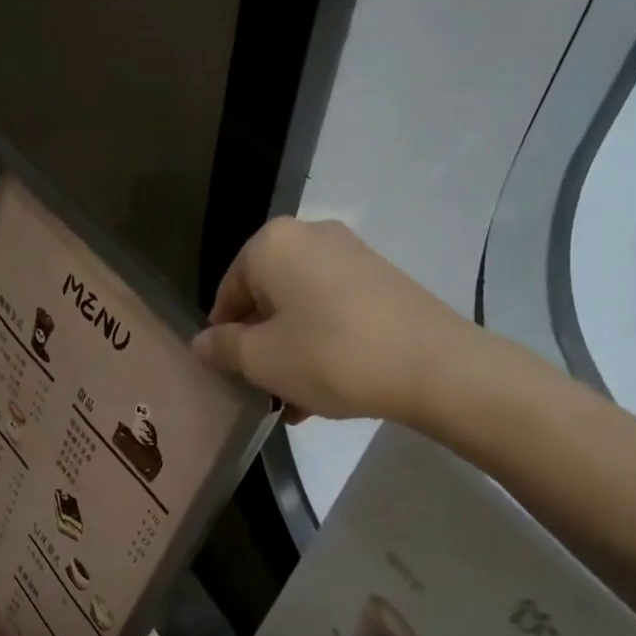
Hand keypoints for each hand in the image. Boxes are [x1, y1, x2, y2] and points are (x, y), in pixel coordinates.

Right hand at [192, 218, 484, 425]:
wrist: (434, 366)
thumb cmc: (330, 355)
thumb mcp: (262, 360)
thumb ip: (222, 348)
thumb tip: (200, 342)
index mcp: (272, 244)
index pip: (228, 291)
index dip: (223, 336)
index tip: (231, 373)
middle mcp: (310, 235)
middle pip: (267, 297)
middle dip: (261, 345)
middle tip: (264, 389)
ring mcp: (351, 254)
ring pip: (301, 307)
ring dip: (290, 351)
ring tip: (296, 400)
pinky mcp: (382, 278)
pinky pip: (333, 309)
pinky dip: (322, 342)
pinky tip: (327, 387)